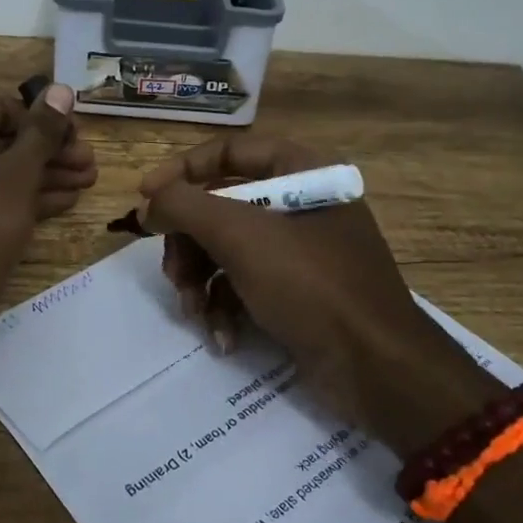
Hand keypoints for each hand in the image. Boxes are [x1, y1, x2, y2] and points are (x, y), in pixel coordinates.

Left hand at [0, 83, 96, 350]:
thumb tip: (62, 89)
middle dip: (51, 150)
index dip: (43, 119)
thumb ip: (40, 134)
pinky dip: (29, 199)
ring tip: (91, 180)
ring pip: (5, 172)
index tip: (79, 135)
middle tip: (92, 162)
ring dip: (47, 174)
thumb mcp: (13, 178)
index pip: (3, 107)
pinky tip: (67, 200)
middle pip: (6, 140)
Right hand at [139, 137, 491, 452]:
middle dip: (189, 244)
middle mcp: (301, 204)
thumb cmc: (311, 284)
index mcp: (303, 172)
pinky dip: (225, 307)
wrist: (376, 369)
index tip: (146, 199)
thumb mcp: (241, 236)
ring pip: (226, 250)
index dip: (182, 171)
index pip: (229, 152)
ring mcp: (300, 252)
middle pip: (221, 207)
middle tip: (172, 273)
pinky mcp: (297, 293)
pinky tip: (221, 335)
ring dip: (200, 281)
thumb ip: (184, 207)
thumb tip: (147, 204)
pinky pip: (244, 284)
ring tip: (194, 312)